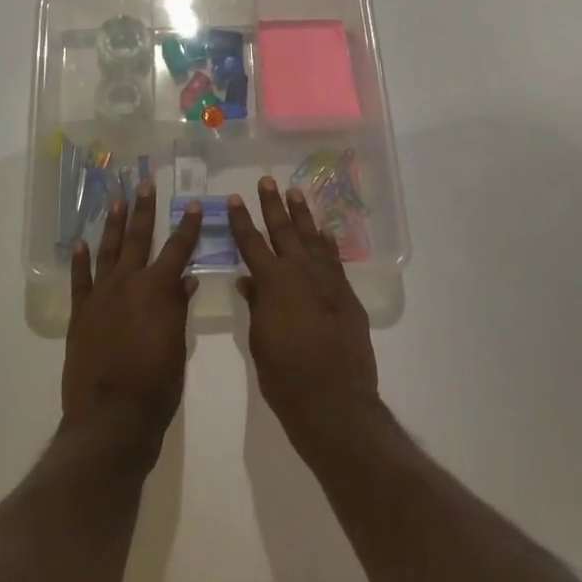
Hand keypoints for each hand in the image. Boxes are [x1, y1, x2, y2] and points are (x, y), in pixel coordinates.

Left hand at [62, 184, 202, 463]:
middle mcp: (127, 284)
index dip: (188, 228)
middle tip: (144, 185)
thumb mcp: (177, 348)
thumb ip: (178, 309)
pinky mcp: (80, 314)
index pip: (177, 250)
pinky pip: (80, 280)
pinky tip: (80, 243)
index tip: (193, 205)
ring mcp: (100, 297)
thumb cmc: (155, 387)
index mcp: (157, 291)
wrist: (110, 418)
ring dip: (113, 225)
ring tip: (116, 200)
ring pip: (108, 251)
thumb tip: (186, 278)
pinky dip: (80, 261)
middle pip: (138, 240)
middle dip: (143, 211)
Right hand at [230, 177, 379, 450]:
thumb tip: (249, 280)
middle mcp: (300, 273)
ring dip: (302, 216)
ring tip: (295, 193)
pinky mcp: (347, 296)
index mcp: (272, 283)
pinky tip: (325, 232)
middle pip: (284, 231)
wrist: (334, 401)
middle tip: (267, 181)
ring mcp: (327, 282)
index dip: (241, 221)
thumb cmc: (285, 376)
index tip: (235, 199)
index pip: (251, 244)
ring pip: (312, 239)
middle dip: (273, 205)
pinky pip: (335, 261)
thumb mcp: (259, 340)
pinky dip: (328, 245)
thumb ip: (256, 305)